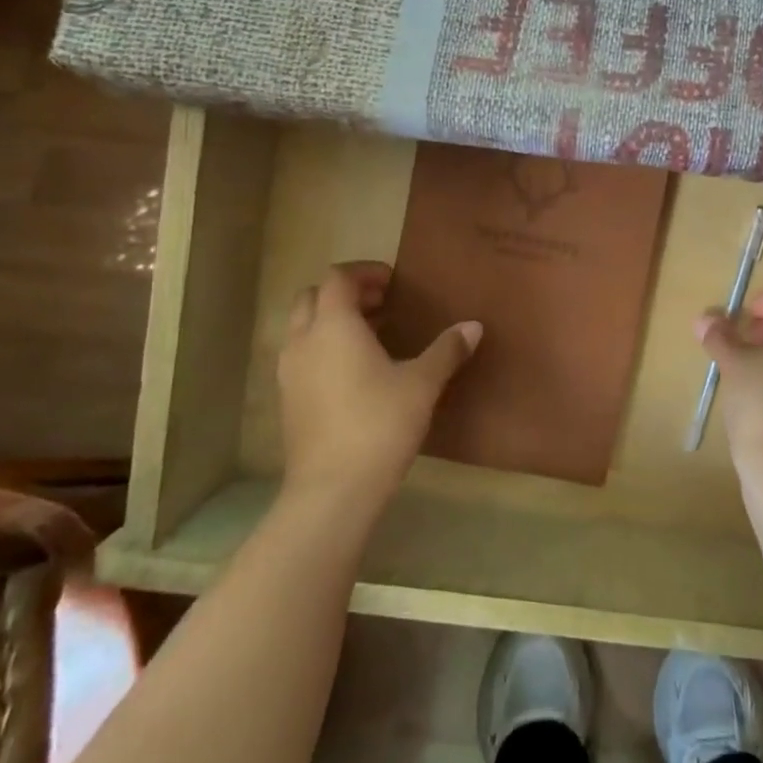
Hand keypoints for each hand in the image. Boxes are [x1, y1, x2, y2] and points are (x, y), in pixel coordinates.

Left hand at [276, 261, 480, 515]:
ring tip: (373, 337)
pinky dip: (325, 349)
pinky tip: (356, 374)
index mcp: (333, 326)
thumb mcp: (422, 383)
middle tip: (382, 305)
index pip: (338, 277)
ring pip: (304, 328)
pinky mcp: (288, 401)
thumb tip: (473, 326)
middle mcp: (303, 341)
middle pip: (313, 298)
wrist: (333, 489)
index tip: (394, 283)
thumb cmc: (380, 424)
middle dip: (345, 294)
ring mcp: (289, 372)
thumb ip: (446, 350)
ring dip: (333, 322)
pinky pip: (303, 357)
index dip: (365, 273)